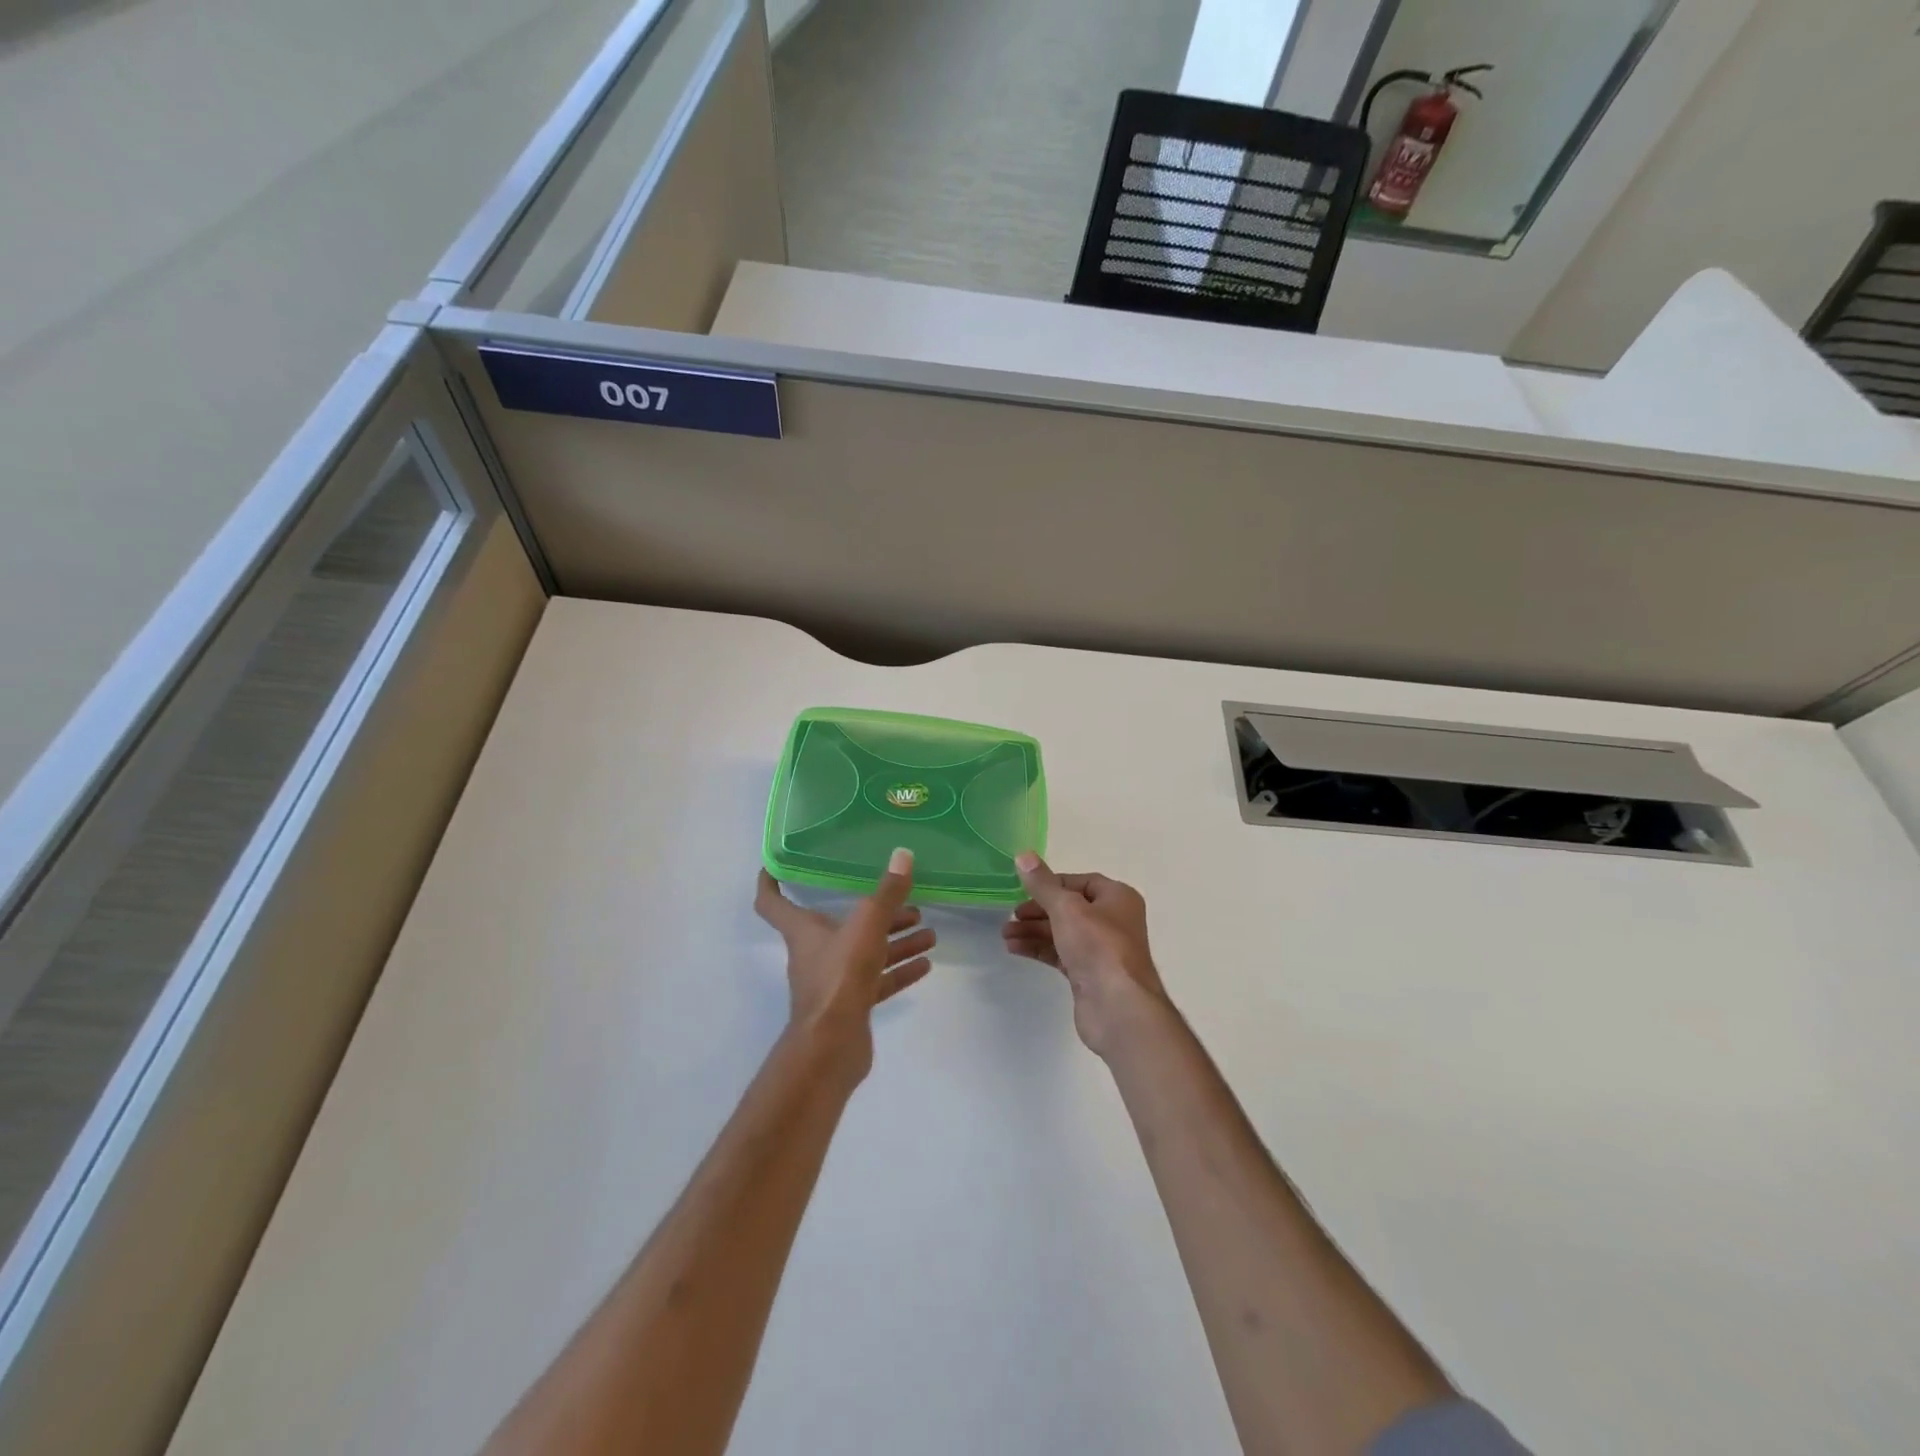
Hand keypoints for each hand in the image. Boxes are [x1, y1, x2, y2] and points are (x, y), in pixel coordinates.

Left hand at [754, 848, 935, 1080]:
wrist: (832, 1047)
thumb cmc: (840, 977)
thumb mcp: (867, 926)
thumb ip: (886, 893)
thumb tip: (903, 855)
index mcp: (803, 931)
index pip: (773, 902)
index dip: (771, 882)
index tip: (775, 865)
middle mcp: (815, 953)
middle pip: (841, 925)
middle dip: (877, 913)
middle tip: (909, 905)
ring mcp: (834, 981)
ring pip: (866, 953)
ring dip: (896, 942)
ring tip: (929, 933)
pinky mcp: (851, 1006)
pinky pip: (878, 981)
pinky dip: (899, 971)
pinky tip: (925, 964)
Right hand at [1001, 853, 1172, 1056]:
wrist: (1118, 1008)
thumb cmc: (1098, 947)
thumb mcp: (1067, 908)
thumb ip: (1043, 884)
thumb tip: (1023, 855)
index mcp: (1117, 898)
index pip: (1081, 882)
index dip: (1052, 884)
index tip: (1024, 889)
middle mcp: (1113, 921)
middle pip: (1069, 908)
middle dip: (1038, 911)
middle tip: (1010, 915)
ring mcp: (1102, 950)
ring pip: (1063, 932)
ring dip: (1034, 931)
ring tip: (1005, 935)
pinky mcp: (1090, 975)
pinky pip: (1060, 954)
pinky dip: (1039, 949)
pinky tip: (1015, 949)